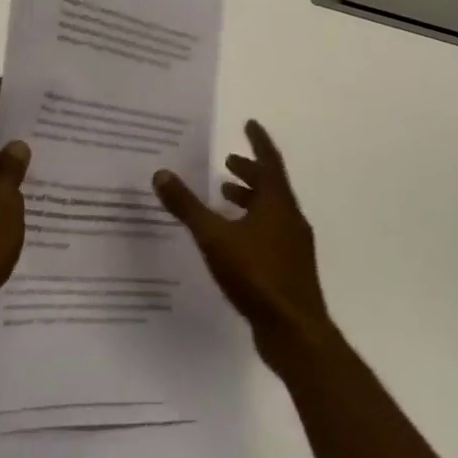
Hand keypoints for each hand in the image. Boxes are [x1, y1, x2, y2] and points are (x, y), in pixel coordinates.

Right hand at [154, 120, 331, 368]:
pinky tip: (232, 238)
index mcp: (278, 204)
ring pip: (271, 212)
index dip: (258, 142)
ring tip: (224, 195)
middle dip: (249, 172)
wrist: (295, 333)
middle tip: (227, 162)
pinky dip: (252, 224)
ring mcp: (293, 247)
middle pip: (271, 187)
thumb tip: (161, 173)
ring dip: (250, 199)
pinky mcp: (289, 270)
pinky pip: (270, 233)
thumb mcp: (214, 237)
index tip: (249, 124)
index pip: (269, 162)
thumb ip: (187, 206)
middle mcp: (290, 220)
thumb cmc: (257, 275)